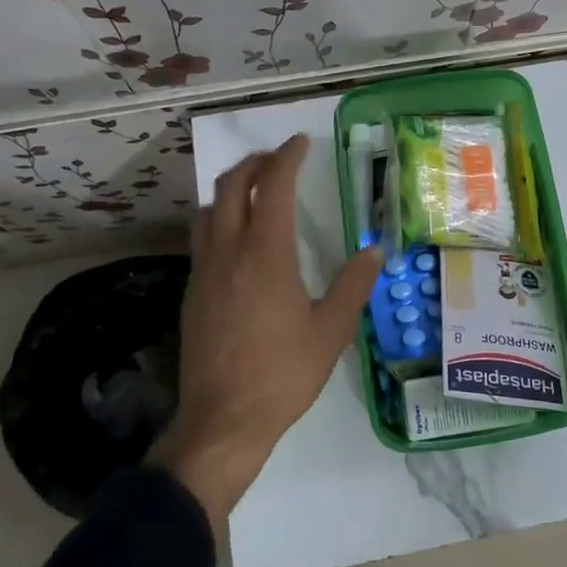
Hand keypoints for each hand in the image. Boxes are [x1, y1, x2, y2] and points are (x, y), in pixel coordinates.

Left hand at [150, 135, 381, 537]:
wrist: (222, 422)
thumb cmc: (282, 374)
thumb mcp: (331, 331)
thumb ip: (353, 285)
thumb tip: (375, 251)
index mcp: (265, 254)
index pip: (271, 186)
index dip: (285, 158)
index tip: (299, 143)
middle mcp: (228, 252)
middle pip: (230, 186)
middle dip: (253, 163)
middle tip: (277, 160)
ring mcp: (204, 272)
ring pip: (208, 210)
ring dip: (230, 190)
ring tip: (254, 193)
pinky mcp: (192, 294)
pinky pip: (201, 239)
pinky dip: (219, 221)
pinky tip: (236, 242)